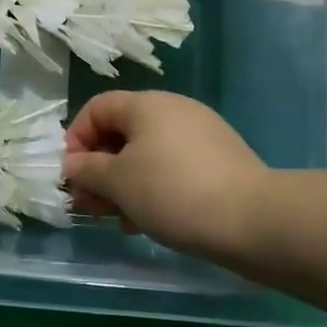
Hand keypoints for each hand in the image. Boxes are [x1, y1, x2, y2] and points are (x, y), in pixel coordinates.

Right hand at [64, 91, 272, 261]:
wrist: (254, 219)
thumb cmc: (173, 192)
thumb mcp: (118, 182)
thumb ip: (88, 170)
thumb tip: (73, 164)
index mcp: (146, 104)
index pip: (97, 108)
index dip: (76, 139)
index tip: (72, 176)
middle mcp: (173, 109)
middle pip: (122, 132)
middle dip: (100, 169)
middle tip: (91, 206)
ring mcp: (200, 134)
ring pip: (147, 153)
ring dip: (125, 183)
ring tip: (120, 221)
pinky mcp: (220, 160)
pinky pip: (173, 167)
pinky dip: (154, 188)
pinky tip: (151, 222)